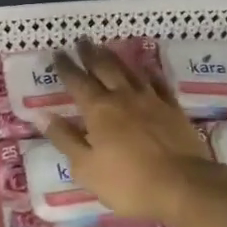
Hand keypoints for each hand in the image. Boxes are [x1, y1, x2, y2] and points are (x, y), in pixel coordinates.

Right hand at [42, 40, 215, 222]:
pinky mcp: (173, 109)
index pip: (77, 81)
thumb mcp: (86, 168)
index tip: (58, 53)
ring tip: (106, 48)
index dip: (66, 66)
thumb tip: (42, 115)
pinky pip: (158, 83)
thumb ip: (65, 139)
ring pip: (130, 71)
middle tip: (82, 40)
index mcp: (98, 110)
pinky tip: (146, 70)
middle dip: (90, 53)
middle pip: (104, 68)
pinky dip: (149, 73)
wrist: (184, 186)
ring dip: (115, 58)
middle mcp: (123, 96)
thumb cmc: (128, 182)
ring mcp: (151, 100)